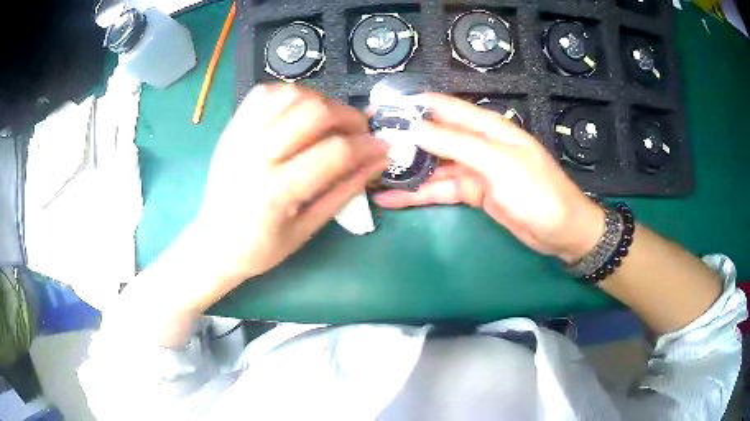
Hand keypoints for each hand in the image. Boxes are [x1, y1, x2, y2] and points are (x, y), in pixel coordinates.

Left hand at [195, 84, 388, 285]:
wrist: (214, 242)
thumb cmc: (261, 247)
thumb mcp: (307, 229)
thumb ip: (344, 191)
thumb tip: (378, 161)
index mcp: (276, 192)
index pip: (334, 152)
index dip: (367, 146)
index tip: (383, 147)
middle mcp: (256, 155)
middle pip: (314, 112)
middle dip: (348, 117)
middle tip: (358, 133)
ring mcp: (241, 136)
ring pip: (292, 94)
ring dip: (322, 101)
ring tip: (330, 122)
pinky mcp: (233, 128)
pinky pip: (266, 92)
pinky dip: (291, 93)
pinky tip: (300, 111)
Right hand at [374, 93, 603, 263]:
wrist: (561, 232)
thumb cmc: (538, 192)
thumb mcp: (498, 164)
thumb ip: (457, 143)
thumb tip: (413, 127)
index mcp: (487, 126)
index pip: (442, 107)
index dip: (410, 106)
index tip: (377, 111)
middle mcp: (477, 143)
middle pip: (432, 135)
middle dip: (401, 138)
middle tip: (366, 144)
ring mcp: (473, 169)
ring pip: (432, 165)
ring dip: (404, 169)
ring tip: (370, 173)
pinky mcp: (471, 193)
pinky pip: (439, 189)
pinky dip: (416, 194)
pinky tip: (391, 198)